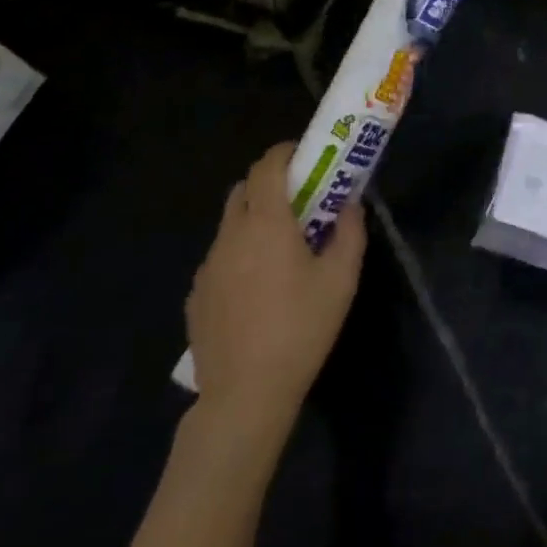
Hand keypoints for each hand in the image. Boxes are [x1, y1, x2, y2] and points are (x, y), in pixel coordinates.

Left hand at [184, 142, 366, 449]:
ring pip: (230, 224)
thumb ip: (350, 232)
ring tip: (282, 249)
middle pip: (243, 189)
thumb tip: (350, 204)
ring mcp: (208, 266)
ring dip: (254, 220)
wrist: (245, 394)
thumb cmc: (301, 328)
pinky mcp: (196, 295)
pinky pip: (220, 258)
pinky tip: (258, 288)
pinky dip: (240, 254)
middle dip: (270, 183)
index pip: (267, 167)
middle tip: (300, 200)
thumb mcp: (342, 279)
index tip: (306, 155)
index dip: (285, 152)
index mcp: (266, 223)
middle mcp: (230, 235)